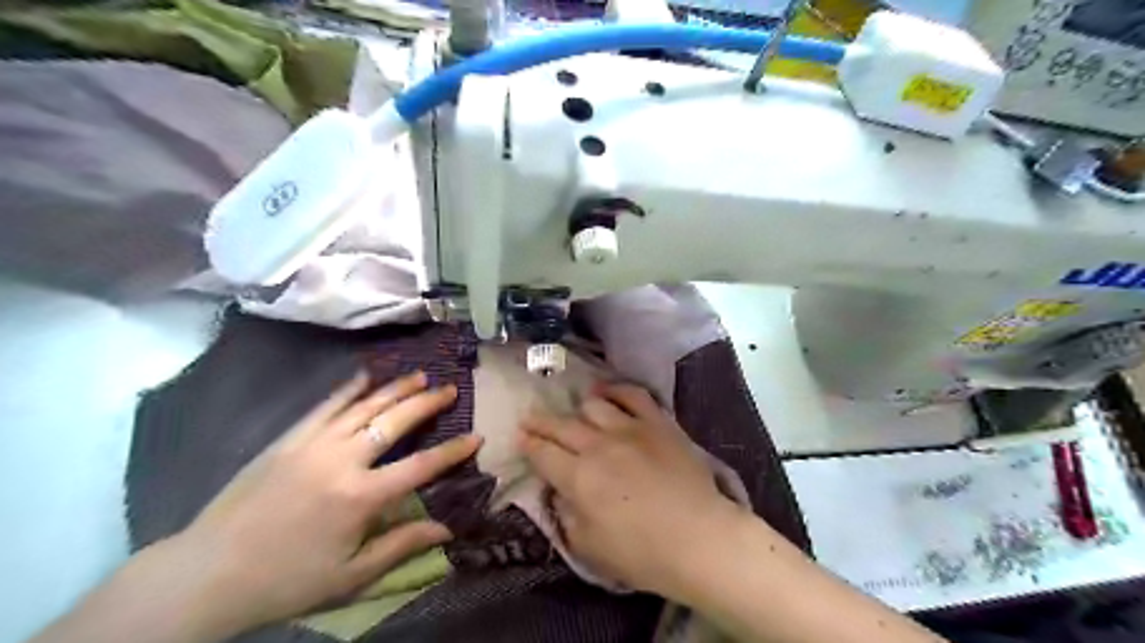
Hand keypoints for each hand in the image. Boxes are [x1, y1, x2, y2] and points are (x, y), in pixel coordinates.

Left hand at [165, 372, 479, 638]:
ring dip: (395, 389)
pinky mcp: (287, 440)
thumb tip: (447, 529)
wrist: (207, 574)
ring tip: (419, 375)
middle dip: (427, 403)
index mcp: (360, 497)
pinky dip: (347, 389)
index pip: (420, 466)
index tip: (476, 437)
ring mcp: (311, 444)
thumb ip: (401, 546)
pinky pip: (324, 406)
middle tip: (450, 389)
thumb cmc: (286, 580)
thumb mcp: (350, 576)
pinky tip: (365, 376)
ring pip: (363, 406)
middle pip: (394, 422)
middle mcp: (341, 461)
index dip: (452, 451)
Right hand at [521, 382, 743, 597]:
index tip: (520, 438)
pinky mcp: (657, 422)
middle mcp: (598, 446)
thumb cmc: (643, 553)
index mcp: (578, 478)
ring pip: (593, 405)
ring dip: (577, 409)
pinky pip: (632, 394)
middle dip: (540, 421)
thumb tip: (560, 493)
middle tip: (529, 418)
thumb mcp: (590, 548)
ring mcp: (629, 429)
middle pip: (561, 426)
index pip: (543, 453)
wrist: (700, 538)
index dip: (528, 445)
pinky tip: (605, 391)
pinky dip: (615, 389)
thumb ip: (567, 516)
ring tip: (574, 413)